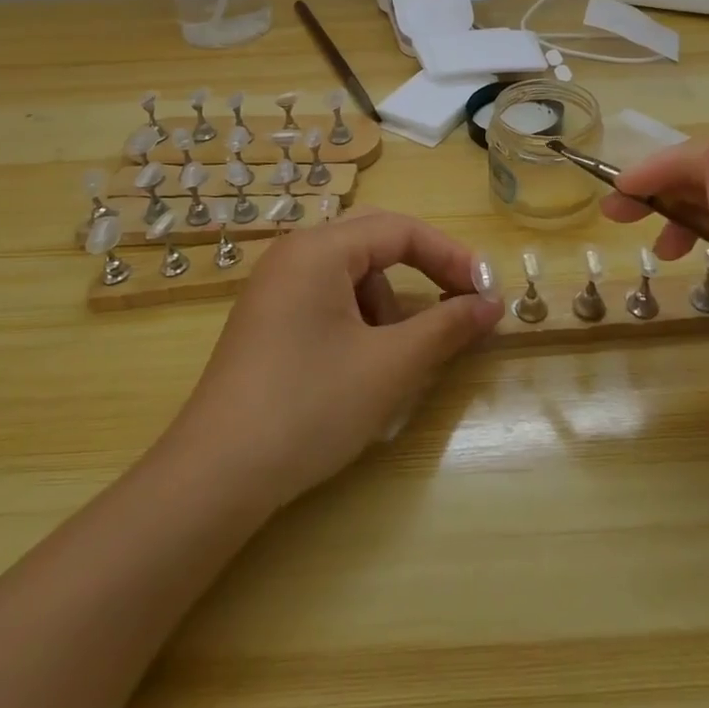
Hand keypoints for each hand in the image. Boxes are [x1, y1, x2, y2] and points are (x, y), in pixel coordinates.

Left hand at [163, 210, 501, 512]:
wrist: (216, 477)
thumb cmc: (310, 408)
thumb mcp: (390, 366)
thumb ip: (447, 326)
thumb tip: (492, 304)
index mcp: (319, 249)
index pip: (401, 230)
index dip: (452, 257)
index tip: (488, 292)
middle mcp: (293, 254)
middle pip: (375, 243)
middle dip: (423, 272)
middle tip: (459, 305)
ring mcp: (274, 287)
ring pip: (352, 275)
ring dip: (388, 305)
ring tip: (395, 358)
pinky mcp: (266, 320)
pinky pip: (327, 299)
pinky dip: (359, 320)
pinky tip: (359, 366)